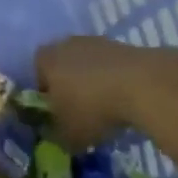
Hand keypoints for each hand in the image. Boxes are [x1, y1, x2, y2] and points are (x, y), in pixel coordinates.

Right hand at [35, 35, 177, 149]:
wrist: (141, 84)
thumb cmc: (92, 108)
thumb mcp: (67, 135)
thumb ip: (54, 135)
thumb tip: (54, 134)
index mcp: (44, 60)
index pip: (36, 77)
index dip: (45, 98)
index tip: (57, 117)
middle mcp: (65, 44)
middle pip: (61, 68)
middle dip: (68, 88)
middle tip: (80, 113)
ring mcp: (94, 42)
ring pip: (86, 65)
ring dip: (92, 84)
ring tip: (105, 108)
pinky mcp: (120, 45)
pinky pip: (108, 66)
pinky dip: (112, 80)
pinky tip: (123, 99)